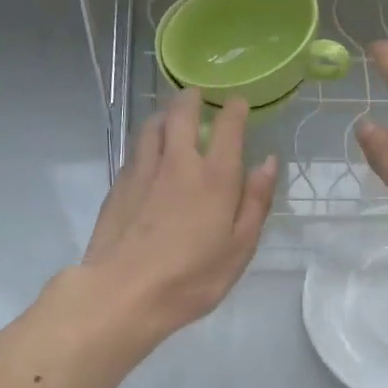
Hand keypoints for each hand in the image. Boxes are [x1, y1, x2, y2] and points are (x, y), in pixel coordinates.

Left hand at [79, 87, 276, 340]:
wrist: (123, 292)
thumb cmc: (191, 278)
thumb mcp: (240, 248)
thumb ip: (256, 202)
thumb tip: (268, 161)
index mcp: (215, 177)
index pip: (228, 128)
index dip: (235, 110)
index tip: (238, 102)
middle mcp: (178, 163)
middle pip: (182, 115)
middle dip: (192, 100)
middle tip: (197, 95)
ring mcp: (143, 171)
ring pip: (153, 126)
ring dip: (165, 114)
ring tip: (171, 114)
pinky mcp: (119, 185)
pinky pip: (136, 149)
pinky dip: (146, 139)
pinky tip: (148, 150)